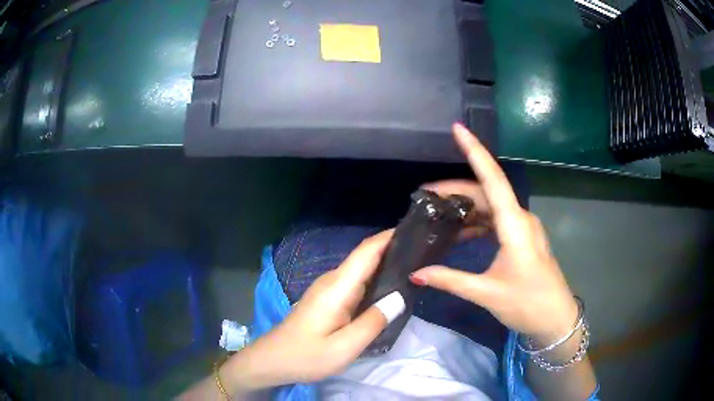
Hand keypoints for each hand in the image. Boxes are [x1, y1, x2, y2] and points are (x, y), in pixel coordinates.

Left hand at [218, 230, 403, 394]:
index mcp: (338, 287)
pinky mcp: (327, 299)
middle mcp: (333, 280)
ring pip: (361, 269)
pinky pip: (356, 282)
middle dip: (394, 249)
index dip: (390, 236)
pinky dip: (375, 279)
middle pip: (366, 256)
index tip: (417, 231)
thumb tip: (400, 297)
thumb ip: (373, 322)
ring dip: (385, 264)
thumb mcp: (345, 347)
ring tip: (415, 267)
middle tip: (424, 252)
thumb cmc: (307, 356)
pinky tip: (389, 289)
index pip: (367, 251)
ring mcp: (328, 289)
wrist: (272, 360)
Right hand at [410, 124, 577, 343]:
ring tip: (438, 211)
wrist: (555, 319)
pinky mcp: (523, 238)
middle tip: (425, 196)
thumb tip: (416, 274)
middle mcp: (520, 218)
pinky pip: (497, 220)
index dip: (475, 151)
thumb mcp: (487, 293)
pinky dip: (477, 221)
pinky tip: (461, 230)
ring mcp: (523, 227)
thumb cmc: (527, 303)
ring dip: (466, 206)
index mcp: (514, 225)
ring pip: (491, 206)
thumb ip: (450, 280)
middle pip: (486, 191)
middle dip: (456, 189)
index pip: (492, 179)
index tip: (459, 129)